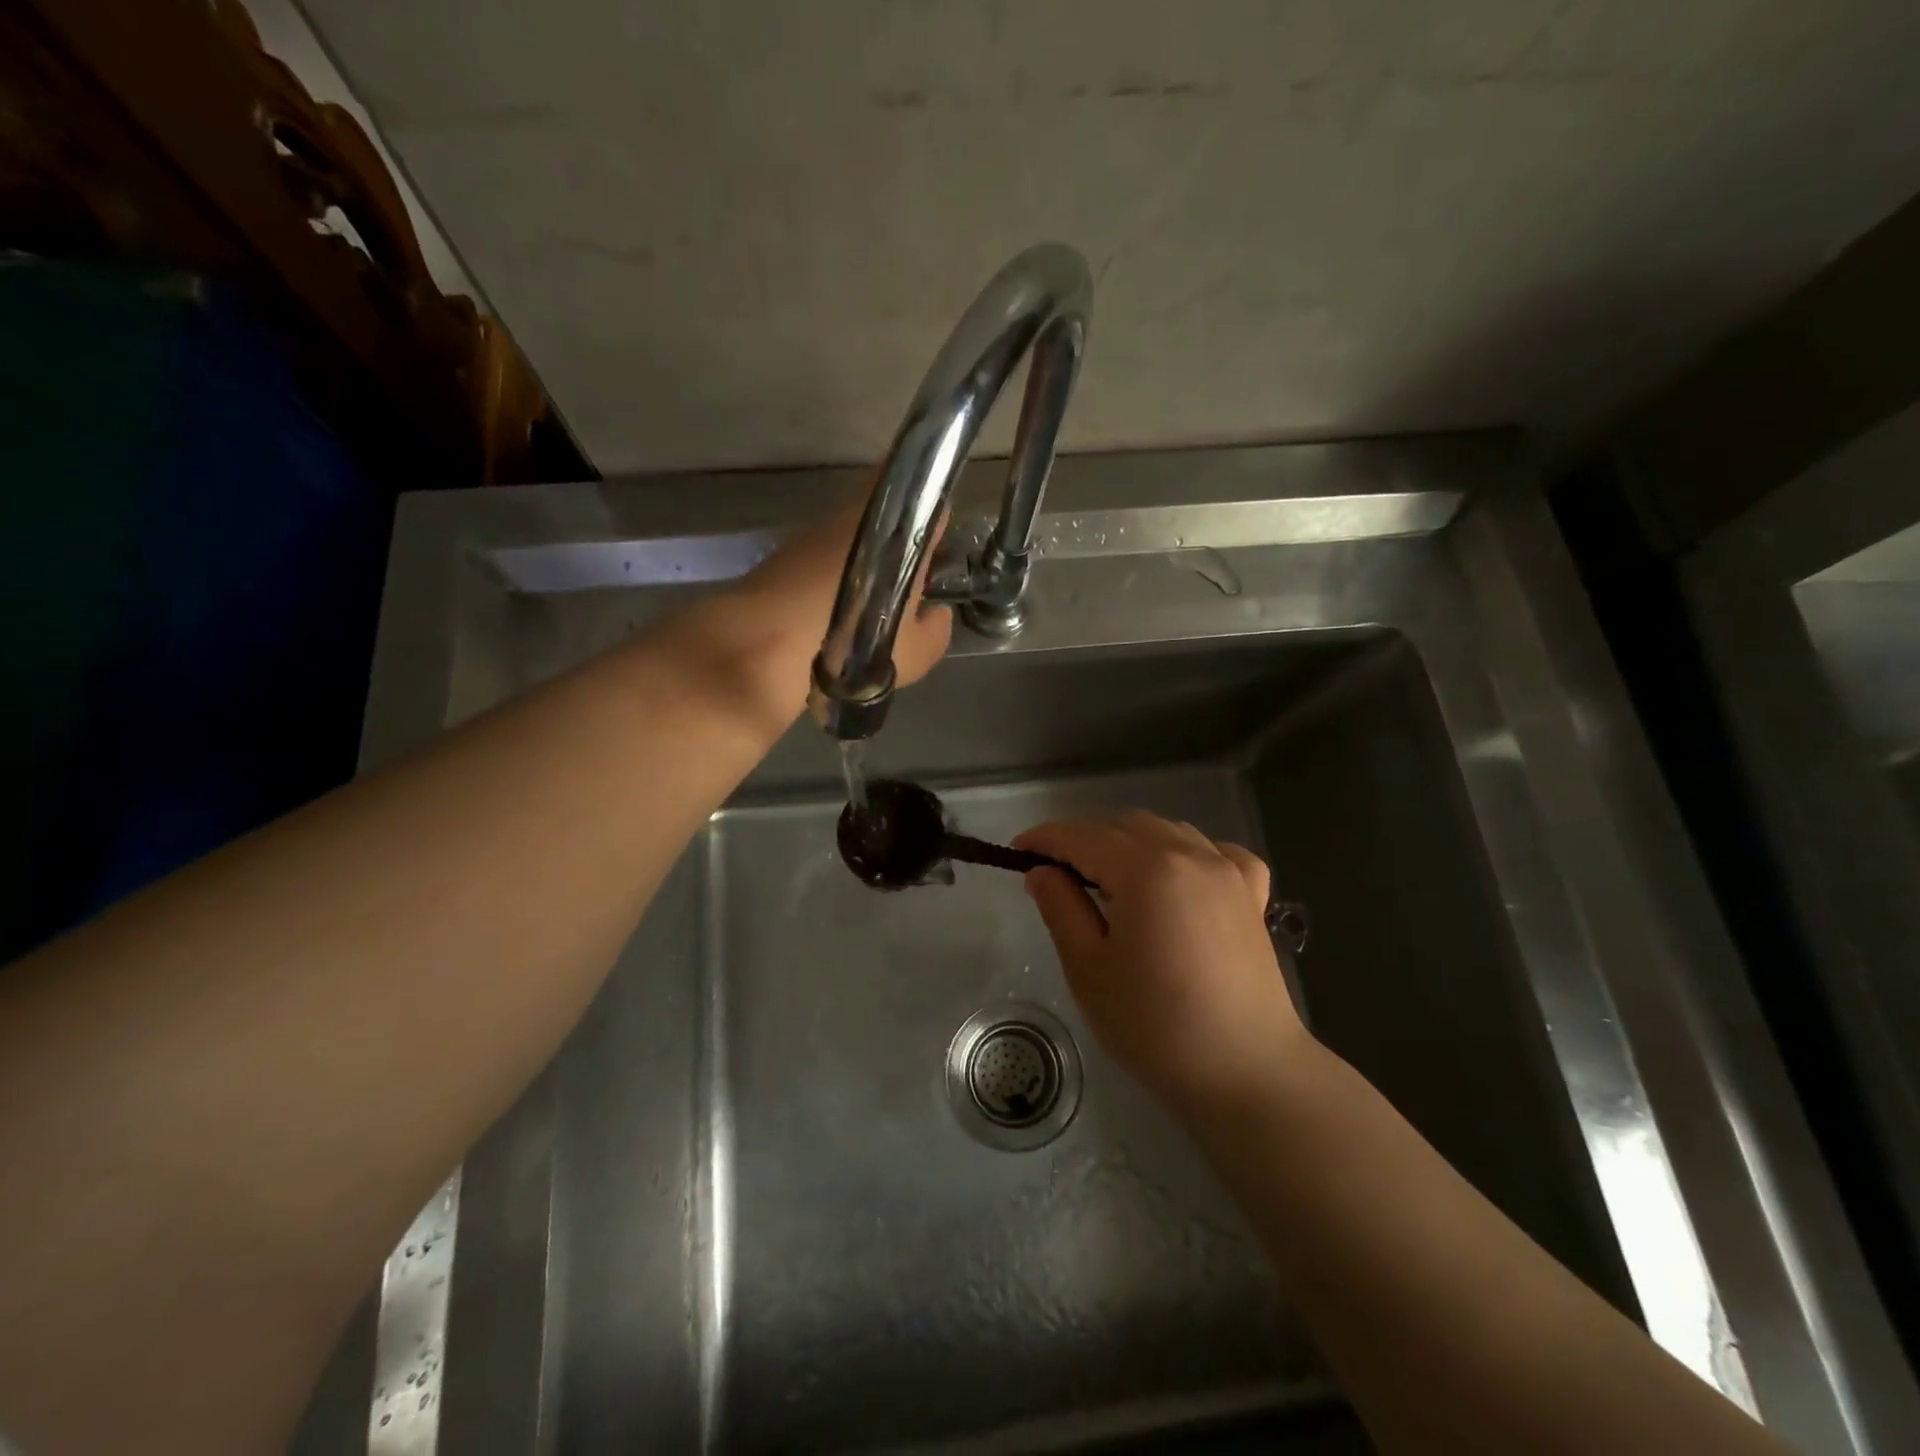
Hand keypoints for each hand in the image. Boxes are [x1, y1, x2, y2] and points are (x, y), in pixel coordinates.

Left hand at [733, 493, 952, 688]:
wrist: (765, 644)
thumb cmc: (852, 646)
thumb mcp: (913, 655)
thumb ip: (936, 632)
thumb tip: (937, 612)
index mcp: (900, 535)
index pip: (929, 505)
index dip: (936, 524)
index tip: (938, 550)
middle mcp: (860, 517)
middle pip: (888, 512)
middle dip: (897, 538)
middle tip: (903, 581)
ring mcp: (820, 528)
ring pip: (853, 531)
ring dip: (862, 554)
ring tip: (866, 598)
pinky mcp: (787, 546)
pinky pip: (823, 550)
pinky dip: (831, 570)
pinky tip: (832, 605)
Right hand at [1013, 812, 1310, 1115]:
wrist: (1247, 1074)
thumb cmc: (1155, 1026)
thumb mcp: (1089, 969)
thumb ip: (1061, 908)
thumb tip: (1042, 871)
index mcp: (1146, 869)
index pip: (1082, 836)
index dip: (1044, 839)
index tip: (1017, 851)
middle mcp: (1190, 854)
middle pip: (1123, 826)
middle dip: (1083, 839)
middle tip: (1055, 873)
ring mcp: (1228, 871)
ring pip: (1166, 831)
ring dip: (1128, 842)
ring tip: (1107, 879)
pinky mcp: (1252, 894)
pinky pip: (1214, 851)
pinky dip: (1185, 853)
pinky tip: (1176, 879)